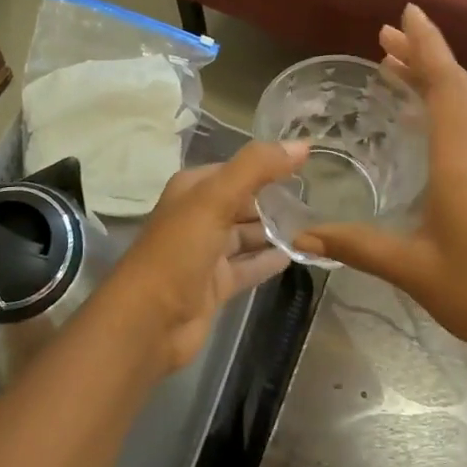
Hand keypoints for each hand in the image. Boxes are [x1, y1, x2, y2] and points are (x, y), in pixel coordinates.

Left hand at [95, 139, 307, 373]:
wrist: (147, 322)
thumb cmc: (178, 252)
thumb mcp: (215, 200)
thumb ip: (257, 168)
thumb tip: (303, 144)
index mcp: (192, 189)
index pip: (237, 169)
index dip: (268, 165)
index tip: (308, 165)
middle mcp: (198, 216)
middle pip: (243, 202)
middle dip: (275, 199)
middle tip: (319, 197)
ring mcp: (206, 253)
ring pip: (247, 235)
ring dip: (276, 230)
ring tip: (317, 225)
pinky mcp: (215, 285)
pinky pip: (249, 266)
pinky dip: (269, 260)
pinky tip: (298, 255)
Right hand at [294, 6, 466, 367]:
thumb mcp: (409, 268)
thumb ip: (354, 246)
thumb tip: (302, 235)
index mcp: (461, 163)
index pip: (446, 87)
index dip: (427, 46)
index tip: (406, 13)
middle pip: (457, 88)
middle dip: (424, 55)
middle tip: (384, 36)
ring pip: (465, 106)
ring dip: (434, 79)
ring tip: (395, 65)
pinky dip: (443, 106)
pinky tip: (420, 119)